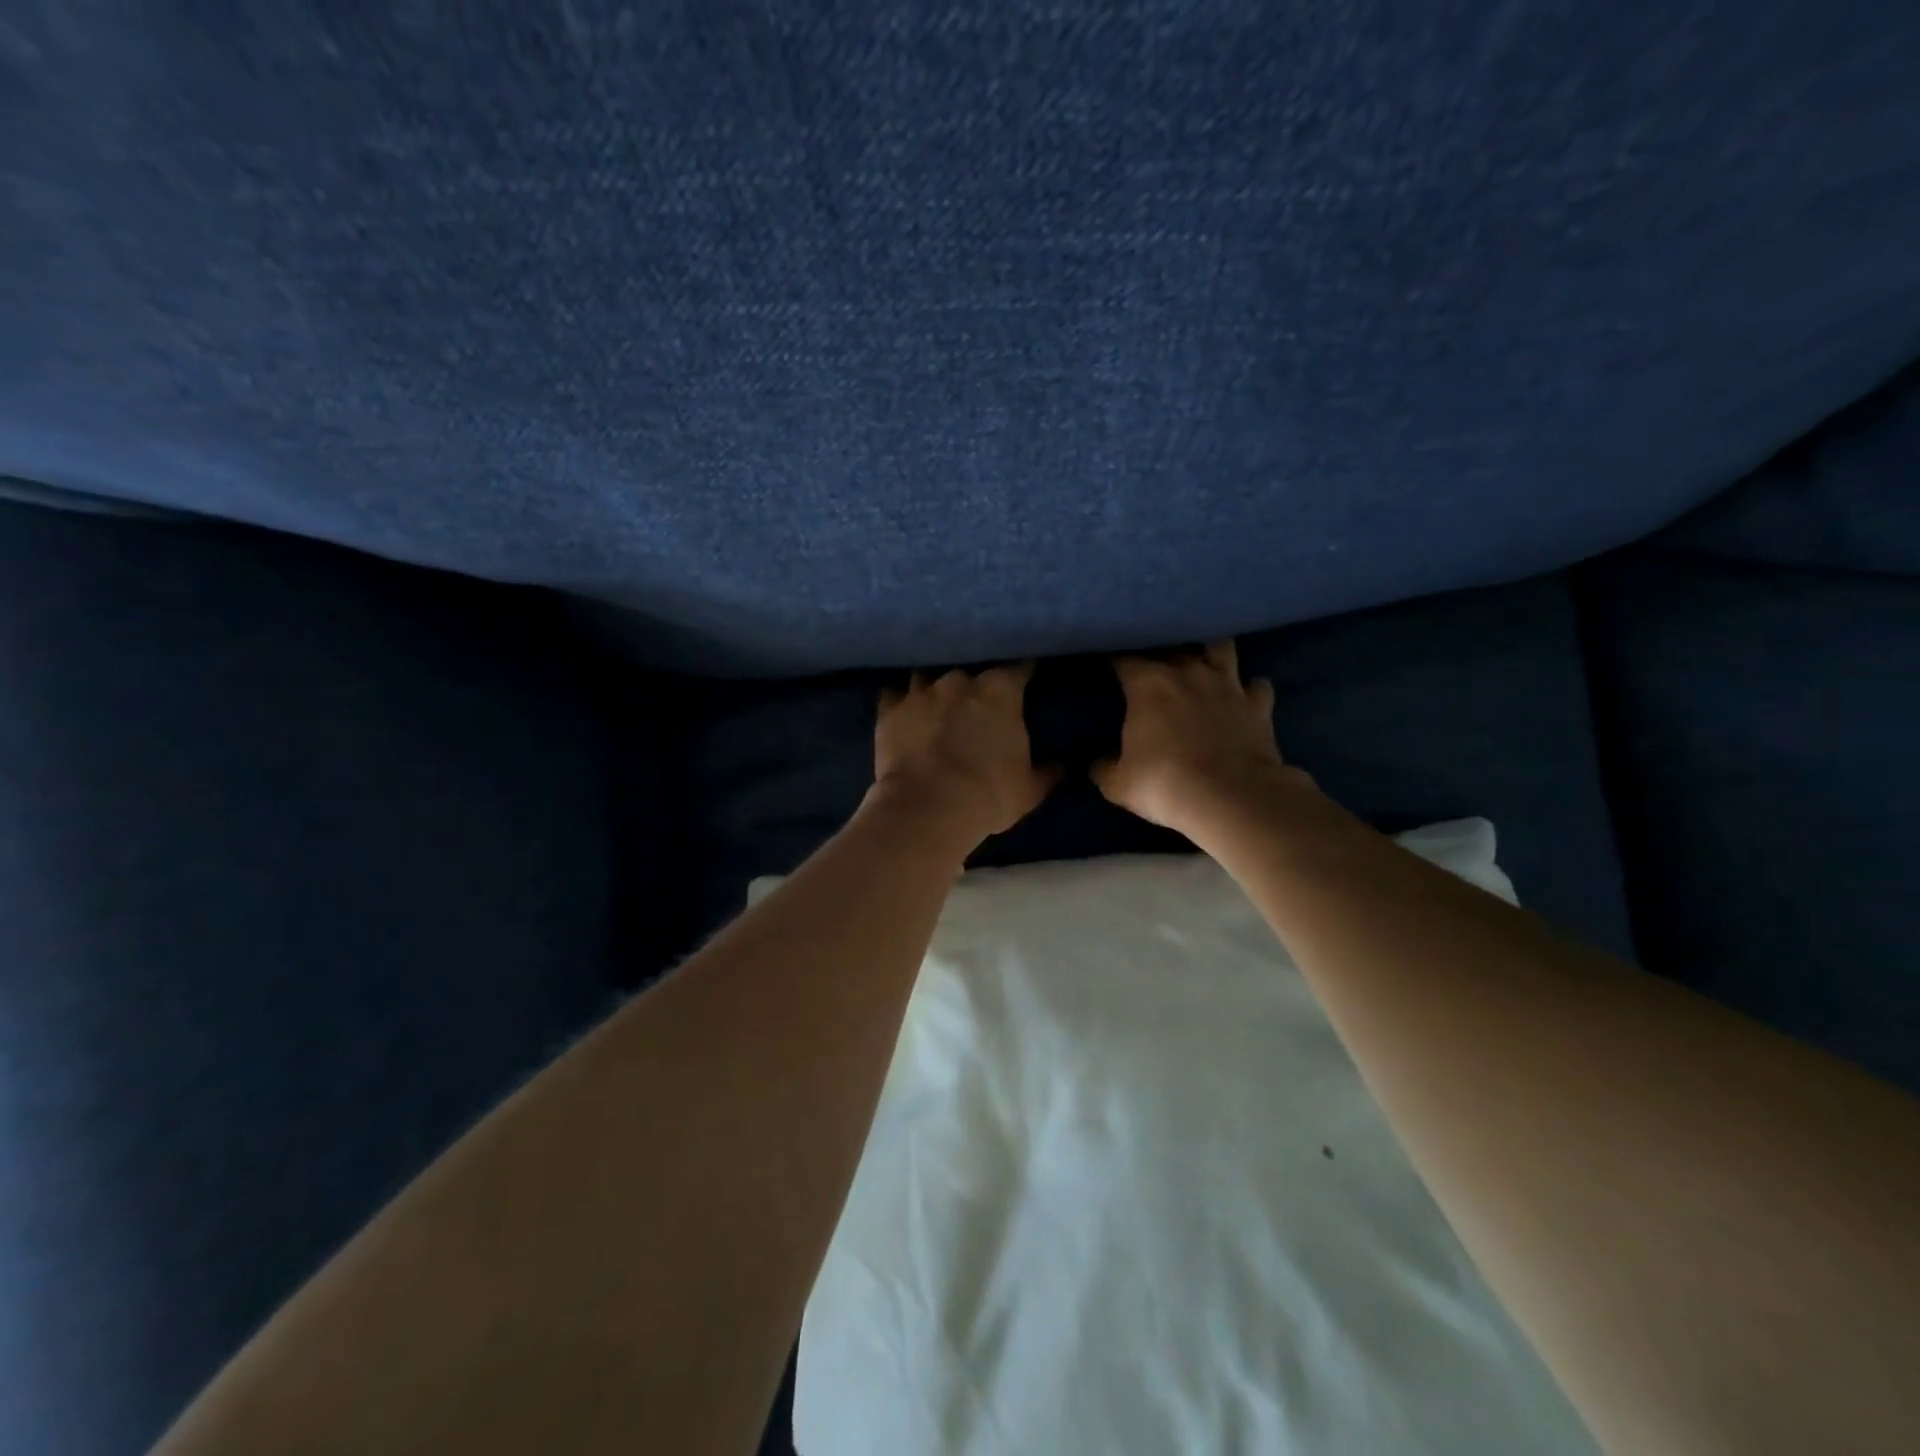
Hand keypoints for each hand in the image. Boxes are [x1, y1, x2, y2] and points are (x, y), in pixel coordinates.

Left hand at [873, 664, 1058, 846]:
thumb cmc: (989, 794)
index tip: (1025, 679)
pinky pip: (894, 694)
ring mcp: (920, 691)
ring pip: (929, 673)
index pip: (1018, 667)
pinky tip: (904, 709)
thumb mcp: (1028, 790)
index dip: (1022, 672)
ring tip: (937, 699)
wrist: (928, 808)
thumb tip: (1060, 766)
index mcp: (1000, 690)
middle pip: (971, 668)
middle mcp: (960, 679)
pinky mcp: (889, 709)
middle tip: (977, 699)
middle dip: (975, 681)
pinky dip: (901, 700)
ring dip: (935, 685)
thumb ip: (1045, 772)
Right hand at [1095, 641, 1308, 836]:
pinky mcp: (1259, 705)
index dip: (1113, 658)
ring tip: (1202, 662)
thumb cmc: (1164, 784)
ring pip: (1221, 648)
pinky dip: (1249, 689)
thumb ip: (1104, 767)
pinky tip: (1244, 697)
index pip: (1123, 657)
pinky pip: (1257, 686)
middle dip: (1159, 651)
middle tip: (1151, 664)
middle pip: (1171, 645)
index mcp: (1148, 684)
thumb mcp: (1119, 784)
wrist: (1232, 798)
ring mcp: (1228, 685)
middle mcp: (1189, 673)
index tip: (1105, 663)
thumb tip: (1098, 763)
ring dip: (1210, 653)